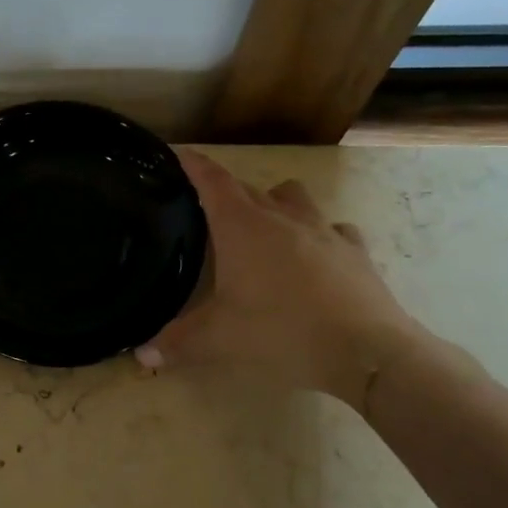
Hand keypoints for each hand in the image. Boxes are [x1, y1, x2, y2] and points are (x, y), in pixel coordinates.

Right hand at [135, 151, 425, 411]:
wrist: (366, 349)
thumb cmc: (282, 332)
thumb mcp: (220, 340)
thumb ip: (177, 343)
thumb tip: (141, 355)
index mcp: (243, 228)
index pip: (213, 181)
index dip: (193, 165)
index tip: (178, 153)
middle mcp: (281, 217)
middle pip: (247, 188)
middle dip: (225, 192)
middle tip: (207, 209)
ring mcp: (323, 230)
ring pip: (292, 196)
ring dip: (273, 202)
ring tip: (263, 226)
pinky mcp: (354, 249)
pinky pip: (332, 228)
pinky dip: (317, 233)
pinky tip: (313, 255)